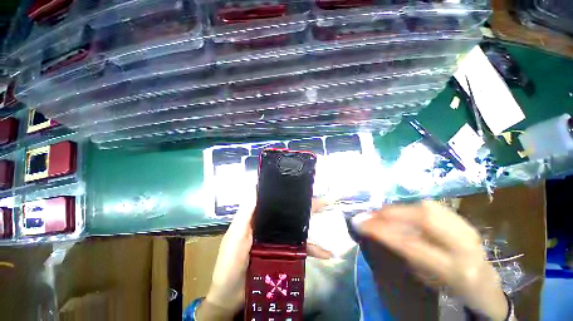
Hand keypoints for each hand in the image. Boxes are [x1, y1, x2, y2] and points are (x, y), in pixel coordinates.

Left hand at [198, 199, 332, 320]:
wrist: (231, 297)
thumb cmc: (230, 262)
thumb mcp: (236, 234)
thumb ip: (246, 213)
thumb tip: (257, 187)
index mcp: (257, 217)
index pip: (273, 200)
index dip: (286, 193)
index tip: (301, 186)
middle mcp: (269, 225)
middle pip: (288, 213)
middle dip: (305, 207)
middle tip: (323, 201)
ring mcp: (277, 240)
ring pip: (296, 229)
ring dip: (312, 227)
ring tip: (328, 219)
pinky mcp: (283, 254)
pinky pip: (299, 249)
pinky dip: (312, 250)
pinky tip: (326, 253)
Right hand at [352, 201, 507, 320]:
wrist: (486, 284)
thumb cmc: (451, 287)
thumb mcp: (426, 278)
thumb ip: (404, 251)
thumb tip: (376, 229)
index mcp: (454, 270)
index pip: (410, 244)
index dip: (381, 230)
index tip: (359, 222)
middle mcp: (464, 246)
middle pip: (423, 217)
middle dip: (390, 212)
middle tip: (370, 214)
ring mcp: (467, 228)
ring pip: (427, 207)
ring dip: (399, 208)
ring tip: (382, 212)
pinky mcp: (464, 219)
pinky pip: (432, 206)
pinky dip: (411, 206)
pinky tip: (401, 211)